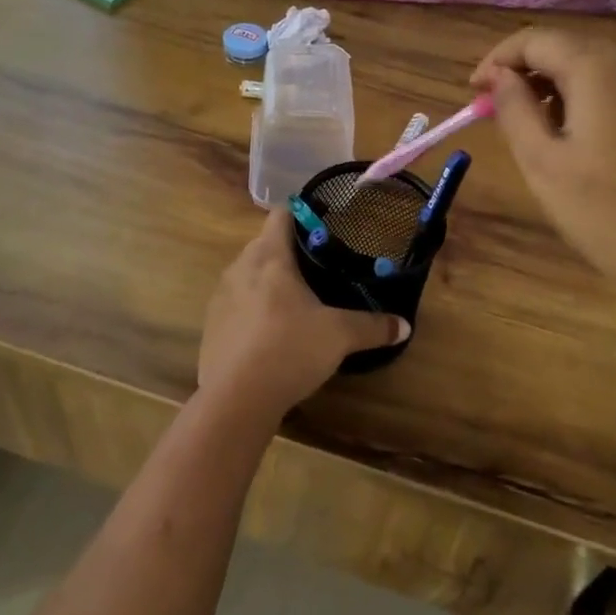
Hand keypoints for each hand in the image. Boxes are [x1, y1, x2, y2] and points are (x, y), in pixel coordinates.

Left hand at [197, 209, 409, 427]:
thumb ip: (372, 327)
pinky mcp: (211, 325)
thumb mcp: (338, 336)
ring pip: (248, 274)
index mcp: (269, 255)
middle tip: (319, 269)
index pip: (281, 214)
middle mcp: (240, 266)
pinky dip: (253, 309)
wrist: (234, 400)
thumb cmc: (288, 349)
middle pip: (265, 244)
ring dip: (269, 281)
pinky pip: (236, 304)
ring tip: (297, 301)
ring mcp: (220, 296)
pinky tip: (271, 334)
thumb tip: (404, 326)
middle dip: (289, 252)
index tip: (325, 229)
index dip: (303, 216)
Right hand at [470, 28, 615, 310]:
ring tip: (526, 124)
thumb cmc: (604, 212)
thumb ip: (514, 108)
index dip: (497, 59)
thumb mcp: (541, 161)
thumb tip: (498, 76)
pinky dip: (582, 96)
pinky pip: (614, 85)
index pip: (535, 39)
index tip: (473, 92)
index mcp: (598, 69)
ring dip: (551, 83)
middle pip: (565, 47)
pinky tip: (569, 132)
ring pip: (590, 65)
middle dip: (523, 70)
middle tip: (493, 109)